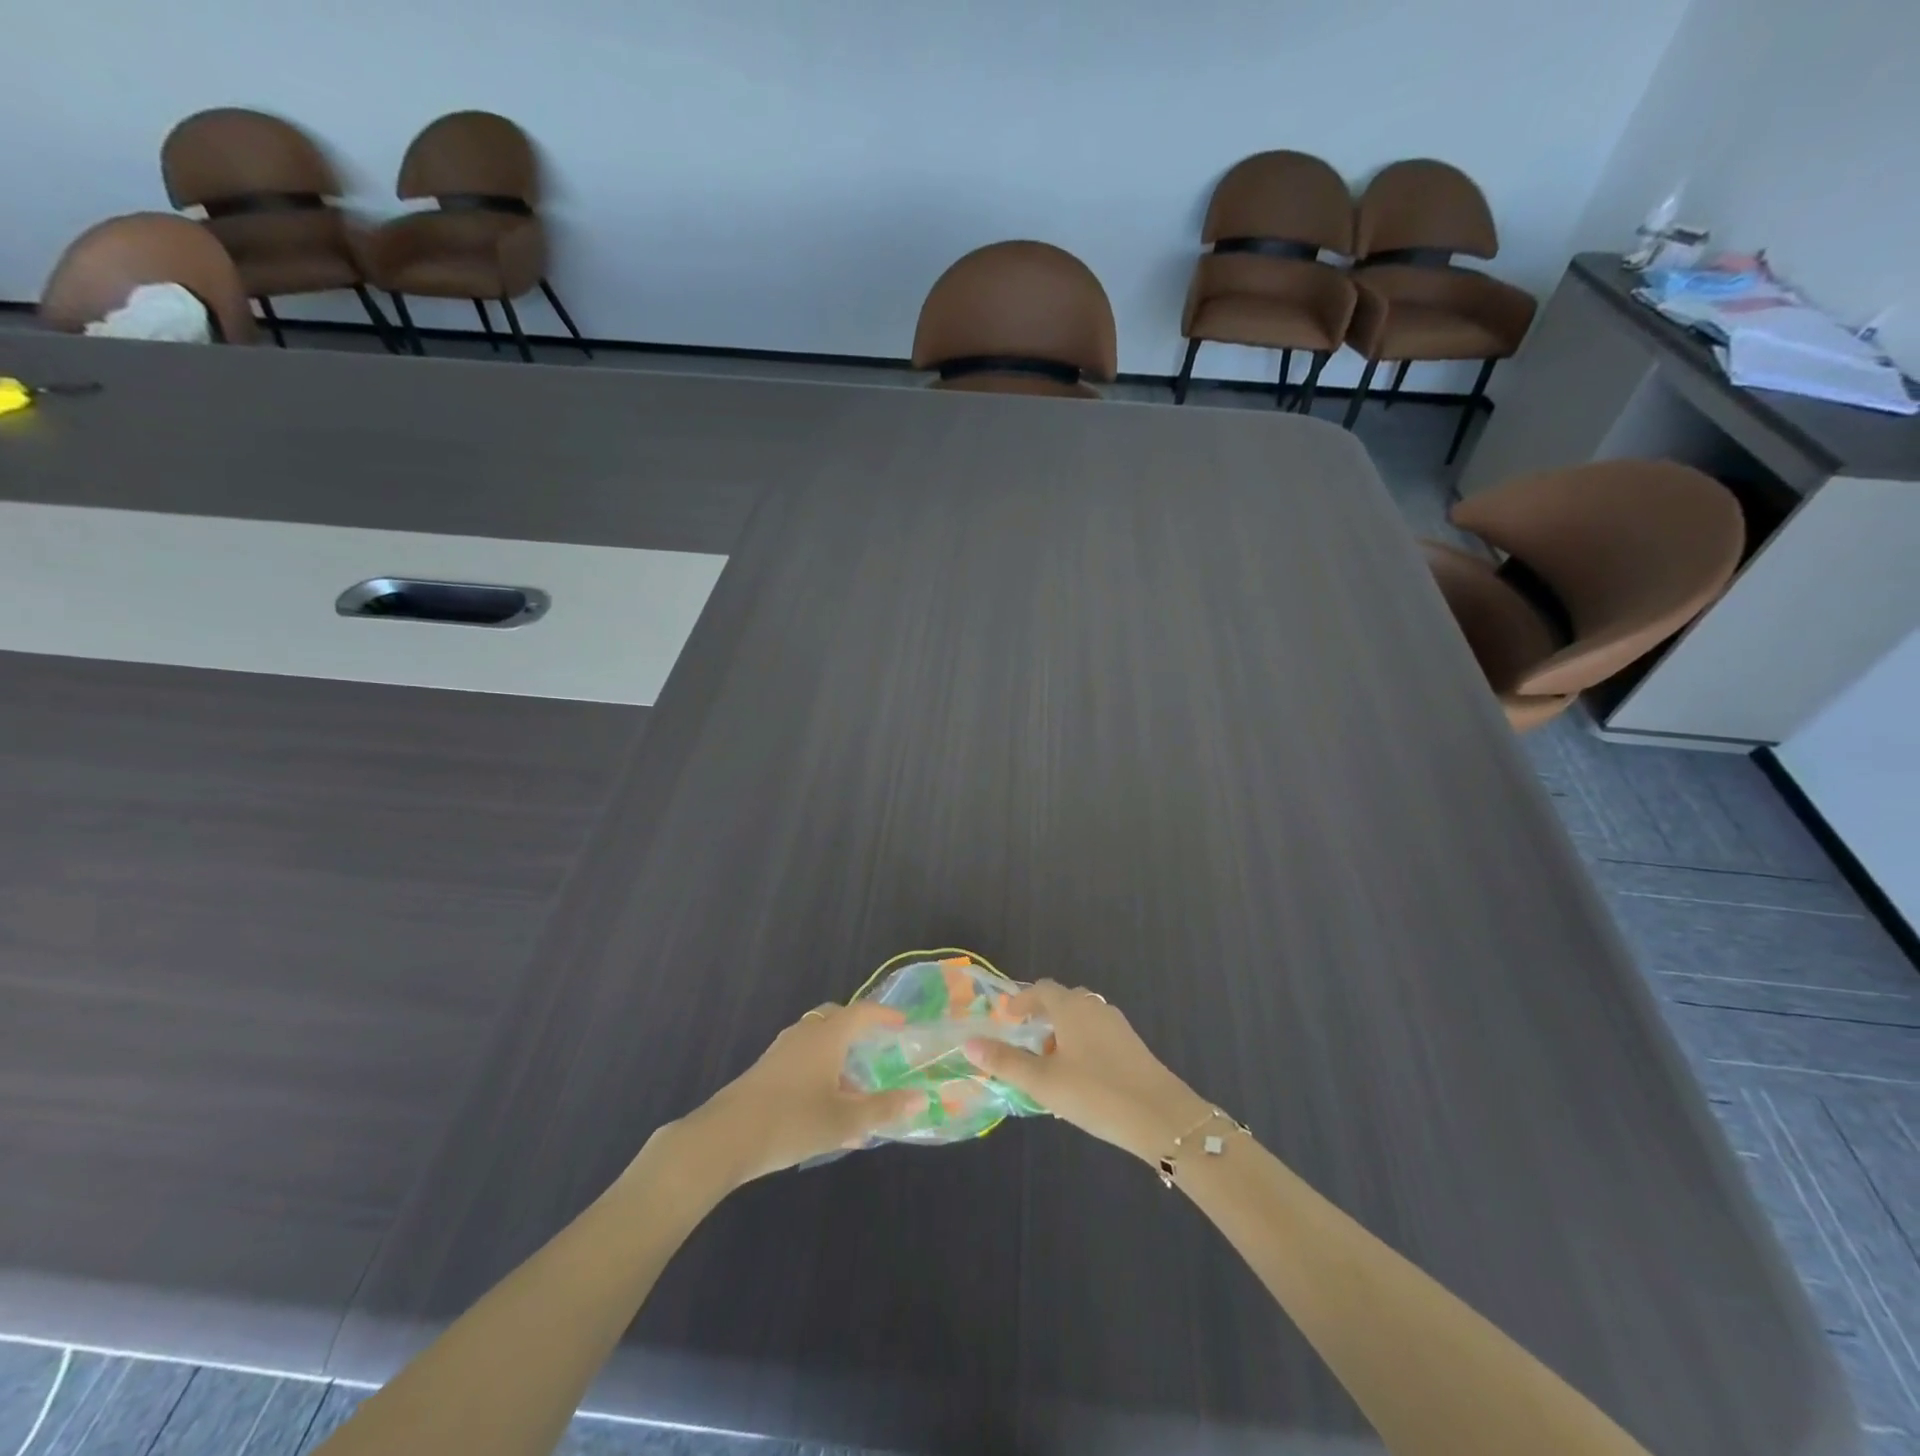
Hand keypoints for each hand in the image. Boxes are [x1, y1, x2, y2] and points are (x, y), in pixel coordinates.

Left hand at [682, 1002, 922, 1187]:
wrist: (725, 1138)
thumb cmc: (792, 1121)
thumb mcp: (844, 1120)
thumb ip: (882, 1108)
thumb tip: (919, 1098)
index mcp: (827, 1035)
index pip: (862, 1012)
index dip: (884, 1015)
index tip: (903, 1024)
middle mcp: (805, 1033)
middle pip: (836, 1019)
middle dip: (858, 1032)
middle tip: (877, 1051)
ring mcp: (781, 1051)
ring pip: (818, 1043)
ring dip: (839, 1060)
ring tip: (856, 1096)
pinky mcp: (766, 1071)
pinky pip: (802, 1060)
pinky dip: (821, 1074)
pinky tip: (827, 1115)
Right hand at [964, 980, 1213, 1164]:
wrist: (1162, 1117)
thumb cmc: (1096, 1093)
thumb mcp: (1043, 1082)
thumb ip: (1005, 1062)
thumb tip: (969, 1043)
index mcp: (1072, 1007)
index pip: (1042, 989)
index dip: (1022, 999)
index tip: (1007, 1017)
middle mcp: (1095, 1007)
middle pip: (1064, 1001)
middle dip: (1042, 1017)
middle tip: (1025, 1042)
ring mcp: (1118, 1026)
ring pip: (1082, 1020)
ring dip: (1062, 1034)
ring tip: (1049, 1067)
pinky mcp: (1133, 1047)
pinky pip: (1098, 1036)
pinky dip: (1081, 1046)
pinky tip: (1078, 1080)